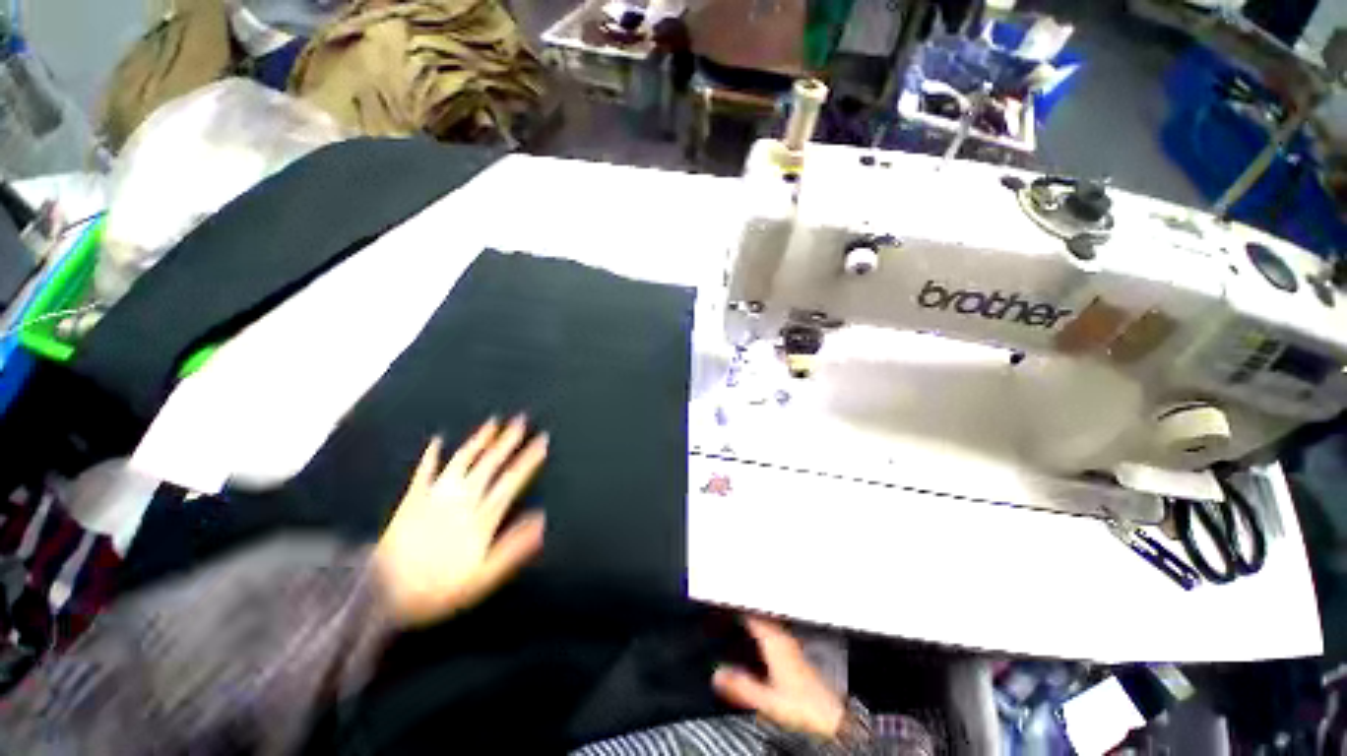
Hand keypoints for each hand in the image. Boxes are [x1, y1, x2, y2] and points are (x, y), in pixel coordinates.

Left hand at [373, 416, 547, 626]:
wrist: (381, 593)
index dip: (529, 459)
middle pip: (489, 463)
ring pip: (462, 460)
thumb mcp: (483, 576)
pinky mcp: (413, 499)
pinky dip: (431, 455)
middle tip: (521, 420)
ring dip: (478, 440)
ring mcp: (435, 496)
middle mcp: (461, 499)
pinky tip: (437, 441)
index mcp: (481, 516)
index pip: (511, 480)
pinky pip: (424, 471)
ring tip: (492, 422)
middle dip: (508, 440)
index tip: (542, 441)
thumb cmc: (437, 588)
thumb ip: (514, 546)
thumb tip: (540, 520)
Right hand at [712, 616, 845, 738]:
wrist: (832, 718)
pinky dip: (764, 631)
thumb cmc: (804, 707)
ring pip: (769, 624)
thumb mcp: (766, 700)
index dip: (737, 608)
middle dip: (746, 611)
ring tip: (742, 620)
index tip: (725, 604)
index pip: (752, 614)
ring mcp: (792, 645)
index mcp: (775, 642)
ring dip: (756, 620)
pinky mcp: (797, 655)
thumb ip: (741, 686)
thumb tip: (718, 674)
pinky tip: (760, 642)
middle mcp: (784, 638)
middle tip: (731, 608)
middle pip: (761, 615)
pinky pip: (776, 633)